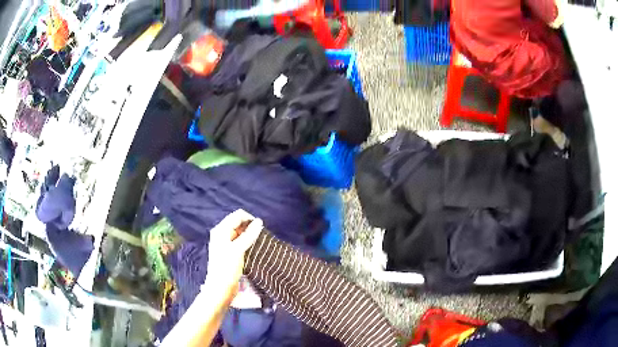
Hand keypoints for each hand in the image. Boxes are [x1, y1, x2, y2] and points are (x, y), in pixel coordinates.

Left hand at [203, 209, 262, 305]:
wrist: (220, 288)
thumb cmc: (227, 268)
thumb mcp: (238, 250)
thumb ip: (248, 235)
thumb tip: (259, 221)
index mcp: (221, 230)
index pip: (238, 216)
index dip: (250, 220)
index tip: (261, 230)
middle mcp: (222, 234)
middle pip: (239, 223)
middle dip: (250, 227)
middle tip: (260, 238)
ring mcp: (225, 244)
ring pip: (240, 233)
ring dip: (250, 236)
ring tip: (258, 244)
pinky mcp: (230, 252)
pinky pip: (240, 242)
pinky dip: (247, 243)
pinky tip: (253, 249)